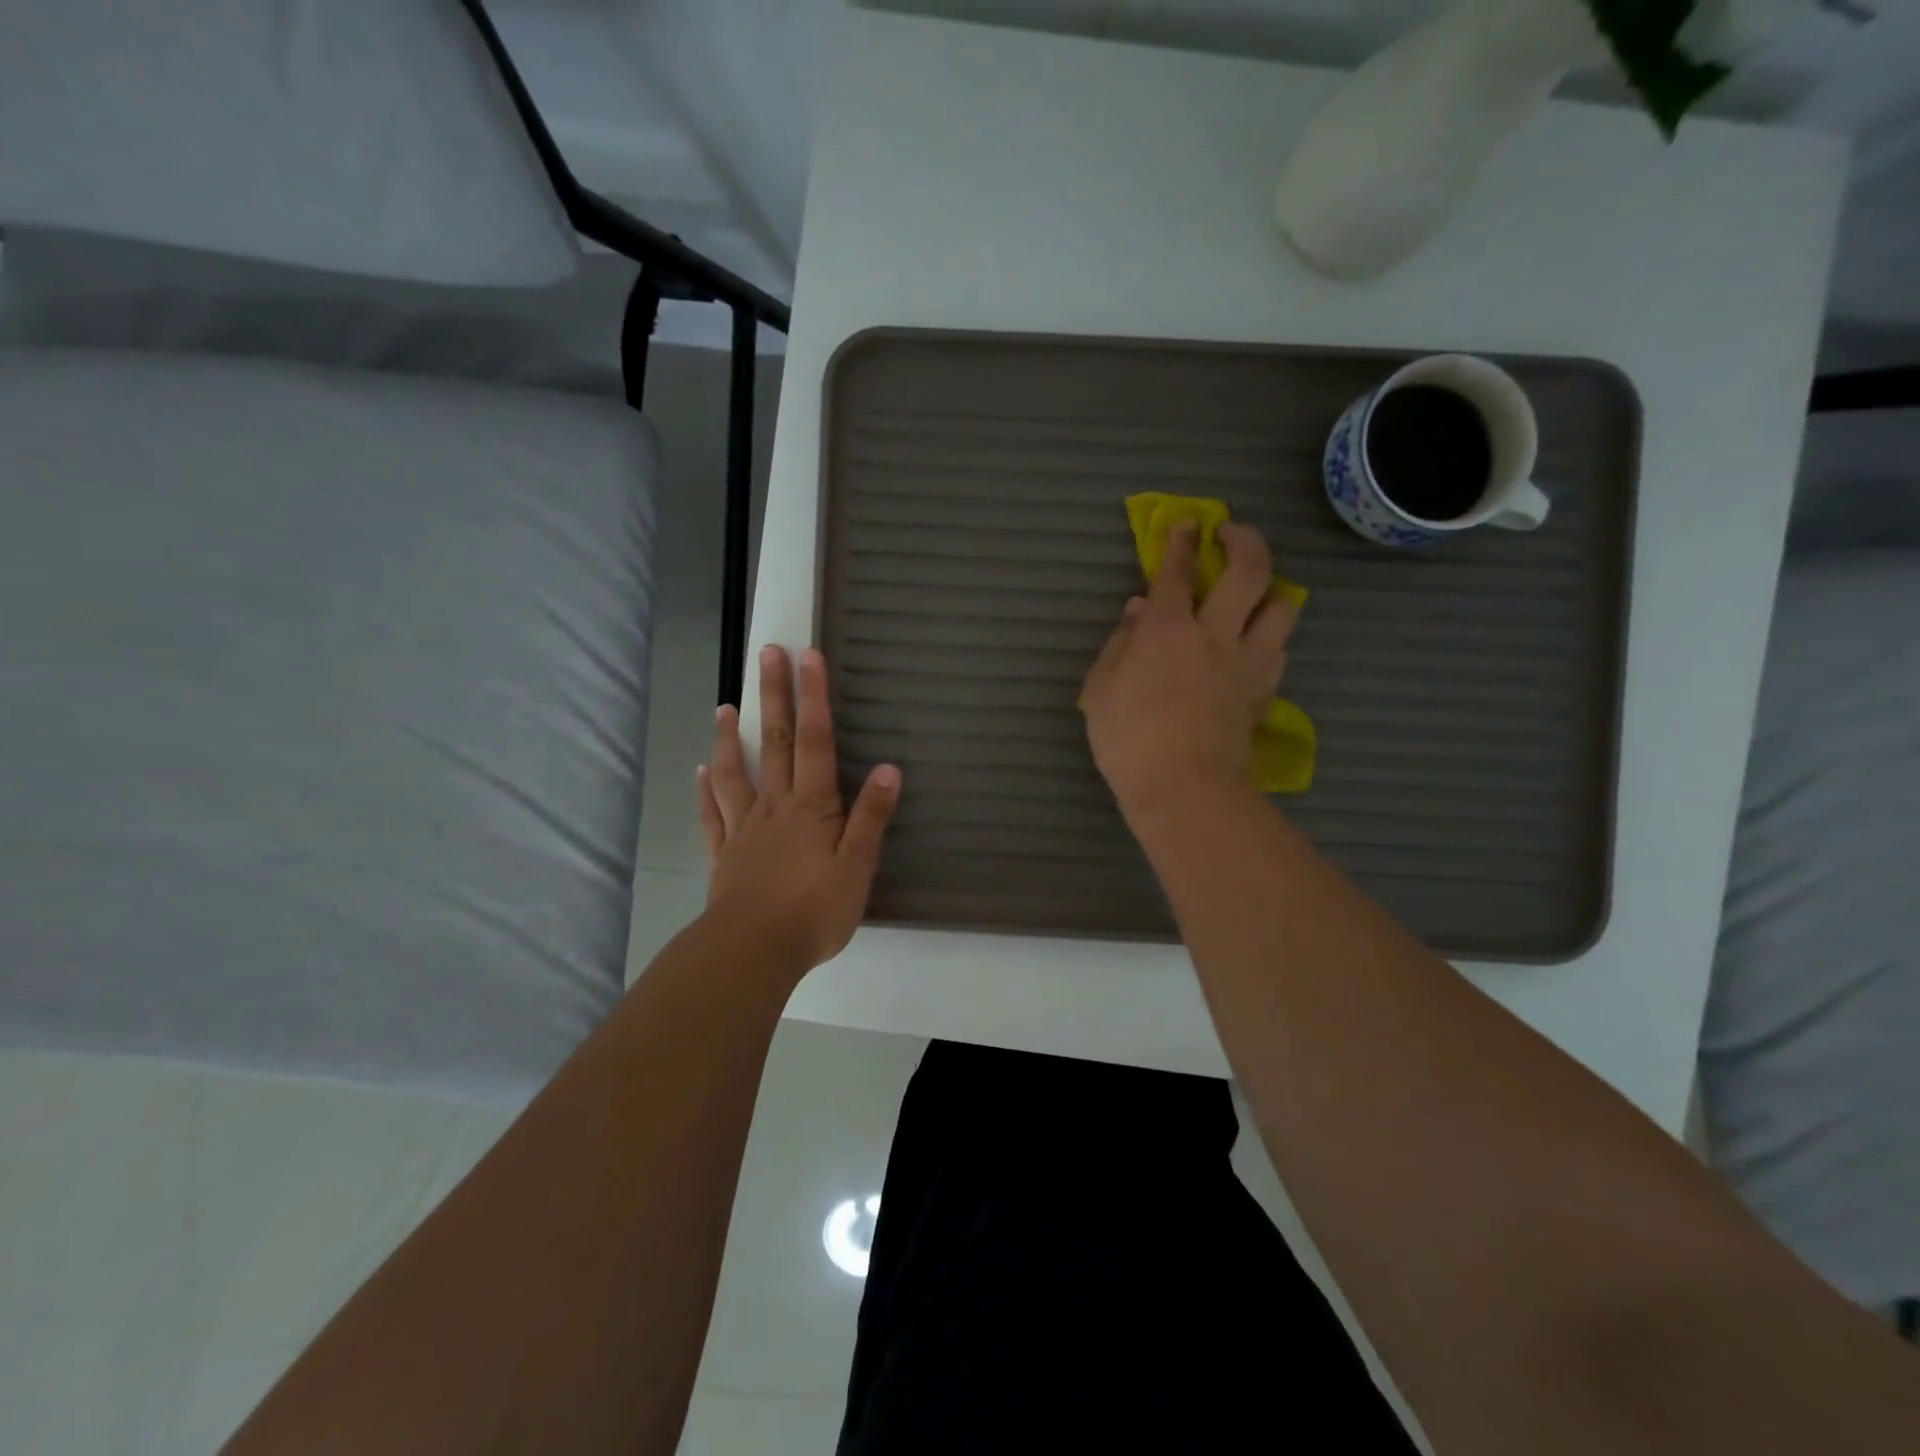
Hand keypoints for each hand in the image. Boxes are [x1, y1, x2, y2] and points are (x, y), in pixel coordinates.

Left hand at [698, 645, 901, 973]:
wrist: (753, 951)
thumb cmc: (814, 910)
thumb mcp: (858, 866)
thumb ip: (871, 816)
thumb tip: (889, 768)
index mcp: (811, 806)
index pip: (815, 741)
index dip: (814, 697)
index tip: (809, 656)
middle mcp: (775, 806)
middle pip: (775, 742)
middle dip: (774, 696)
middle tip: (766, 654)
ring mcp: (744, 829)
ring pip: (736, 772)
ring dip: (731, 737)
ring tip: (725, 707)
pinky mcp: (725, 855)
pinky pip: (712, 815)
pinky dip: (706, 791)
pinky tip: (701, 773)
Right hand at [1080, 521, 1298, 820]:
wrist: (1183, 787)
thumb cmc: (1127, 738)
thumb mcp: (1101, 687)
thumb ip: (1120, 642)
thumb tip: (1138, 609)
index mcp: (1168, 629)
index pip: (1178, 571)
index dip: (1181, 541)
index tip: (1188, 523)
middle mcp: (1216, 634)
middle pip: (1250, 570)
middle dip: (1244, 540)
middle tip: (1232, 534)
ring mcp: (1247, 662)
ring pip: (1282, 607)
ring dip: (1271, 590)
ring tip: (1255, 595)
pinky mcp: (1263, 691)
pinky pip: (1278, 650)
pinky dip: (1268, 638)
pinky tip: (1253, 646)